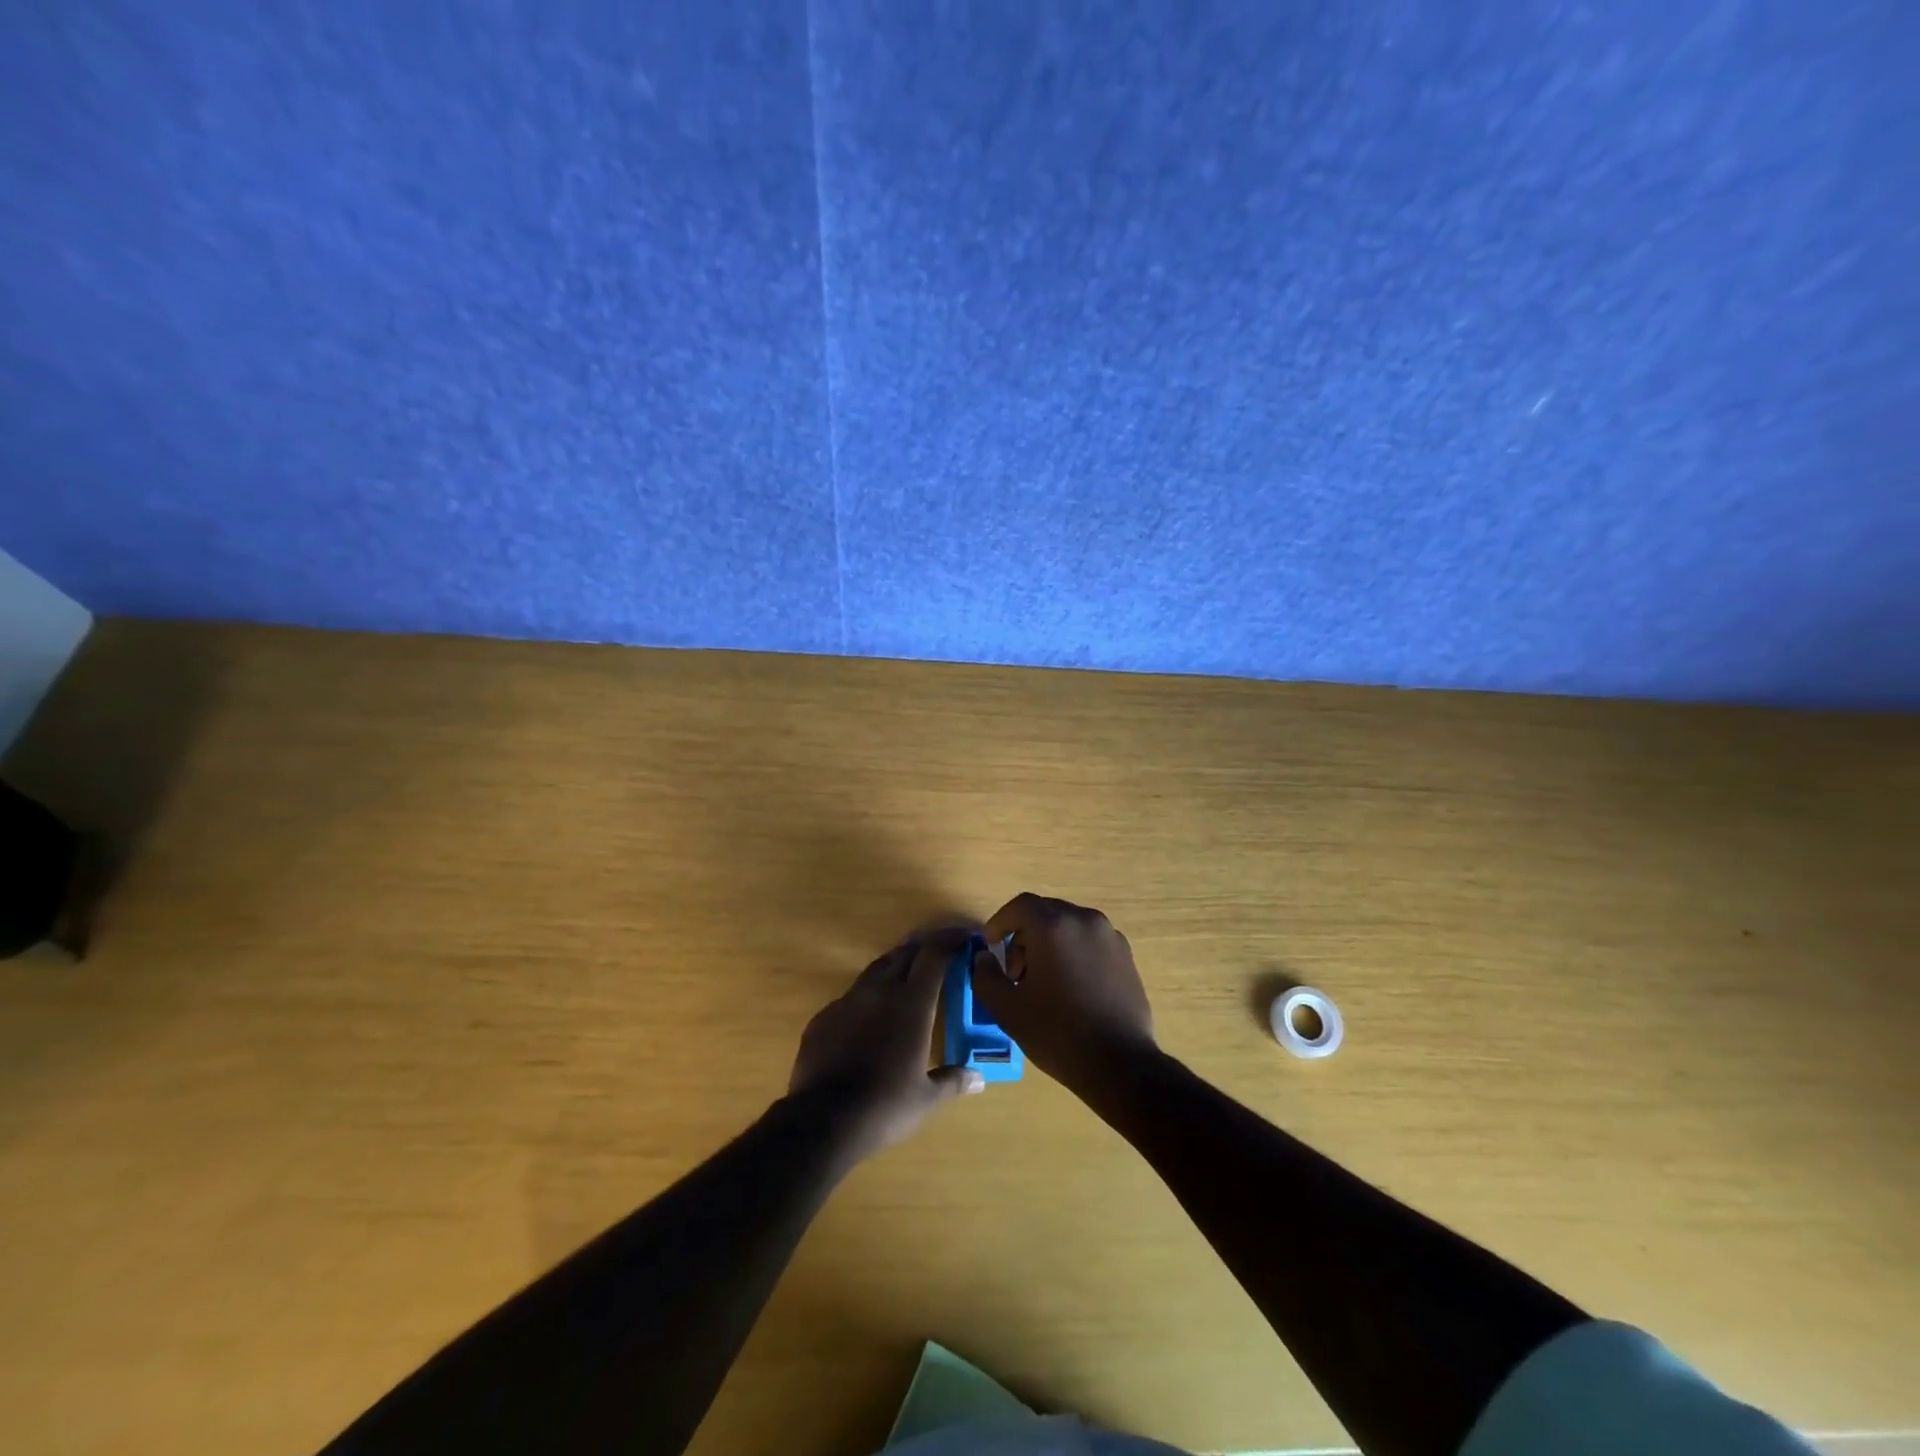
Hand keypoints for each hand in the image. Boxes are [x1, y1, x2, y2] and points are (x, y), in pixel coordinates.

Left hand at [788, 930, 983, 1158]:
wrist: (822, 1120)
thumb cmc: (885, 1106)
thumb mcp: (926, 1098)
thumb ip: (953, 1081)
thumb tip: (979, 1079)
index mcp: (912, 1004)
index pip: (933, 956)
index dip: (949, 941)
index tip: (963, 939)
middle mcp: (880, 992)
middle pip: (904, 953)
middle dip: (923, 948)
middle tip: (939, 952)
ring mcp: (848, 1001)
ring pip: (875, 969)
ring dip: (895, 966)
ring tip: (907, 975)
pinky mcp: (823, 1017)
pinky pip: (850, 996)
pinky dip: (868, 996)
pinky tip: (870, 1016)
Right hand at [971, 893, 1157, 1099]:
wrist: (1120, 1064)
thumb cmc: (1058, 1033)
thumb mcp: (1008, 1009)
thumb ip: (986, 976)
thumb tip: (983, 958)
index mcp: (1054, 926)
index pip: (1020, 906)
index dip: (1000, 922)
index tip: (990, 945)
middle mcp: (1085, 920)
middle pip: (1045, 914)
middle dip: (1024, 937)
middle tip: (1016, 974)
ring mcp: (1110, 937)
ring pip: (1069, 927)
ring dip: (1049, 945)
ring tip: (1044, 985)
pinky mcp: (1126, 956)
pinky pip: (1090, 942)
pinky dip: (1073, 953)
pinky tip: (1071, 989)